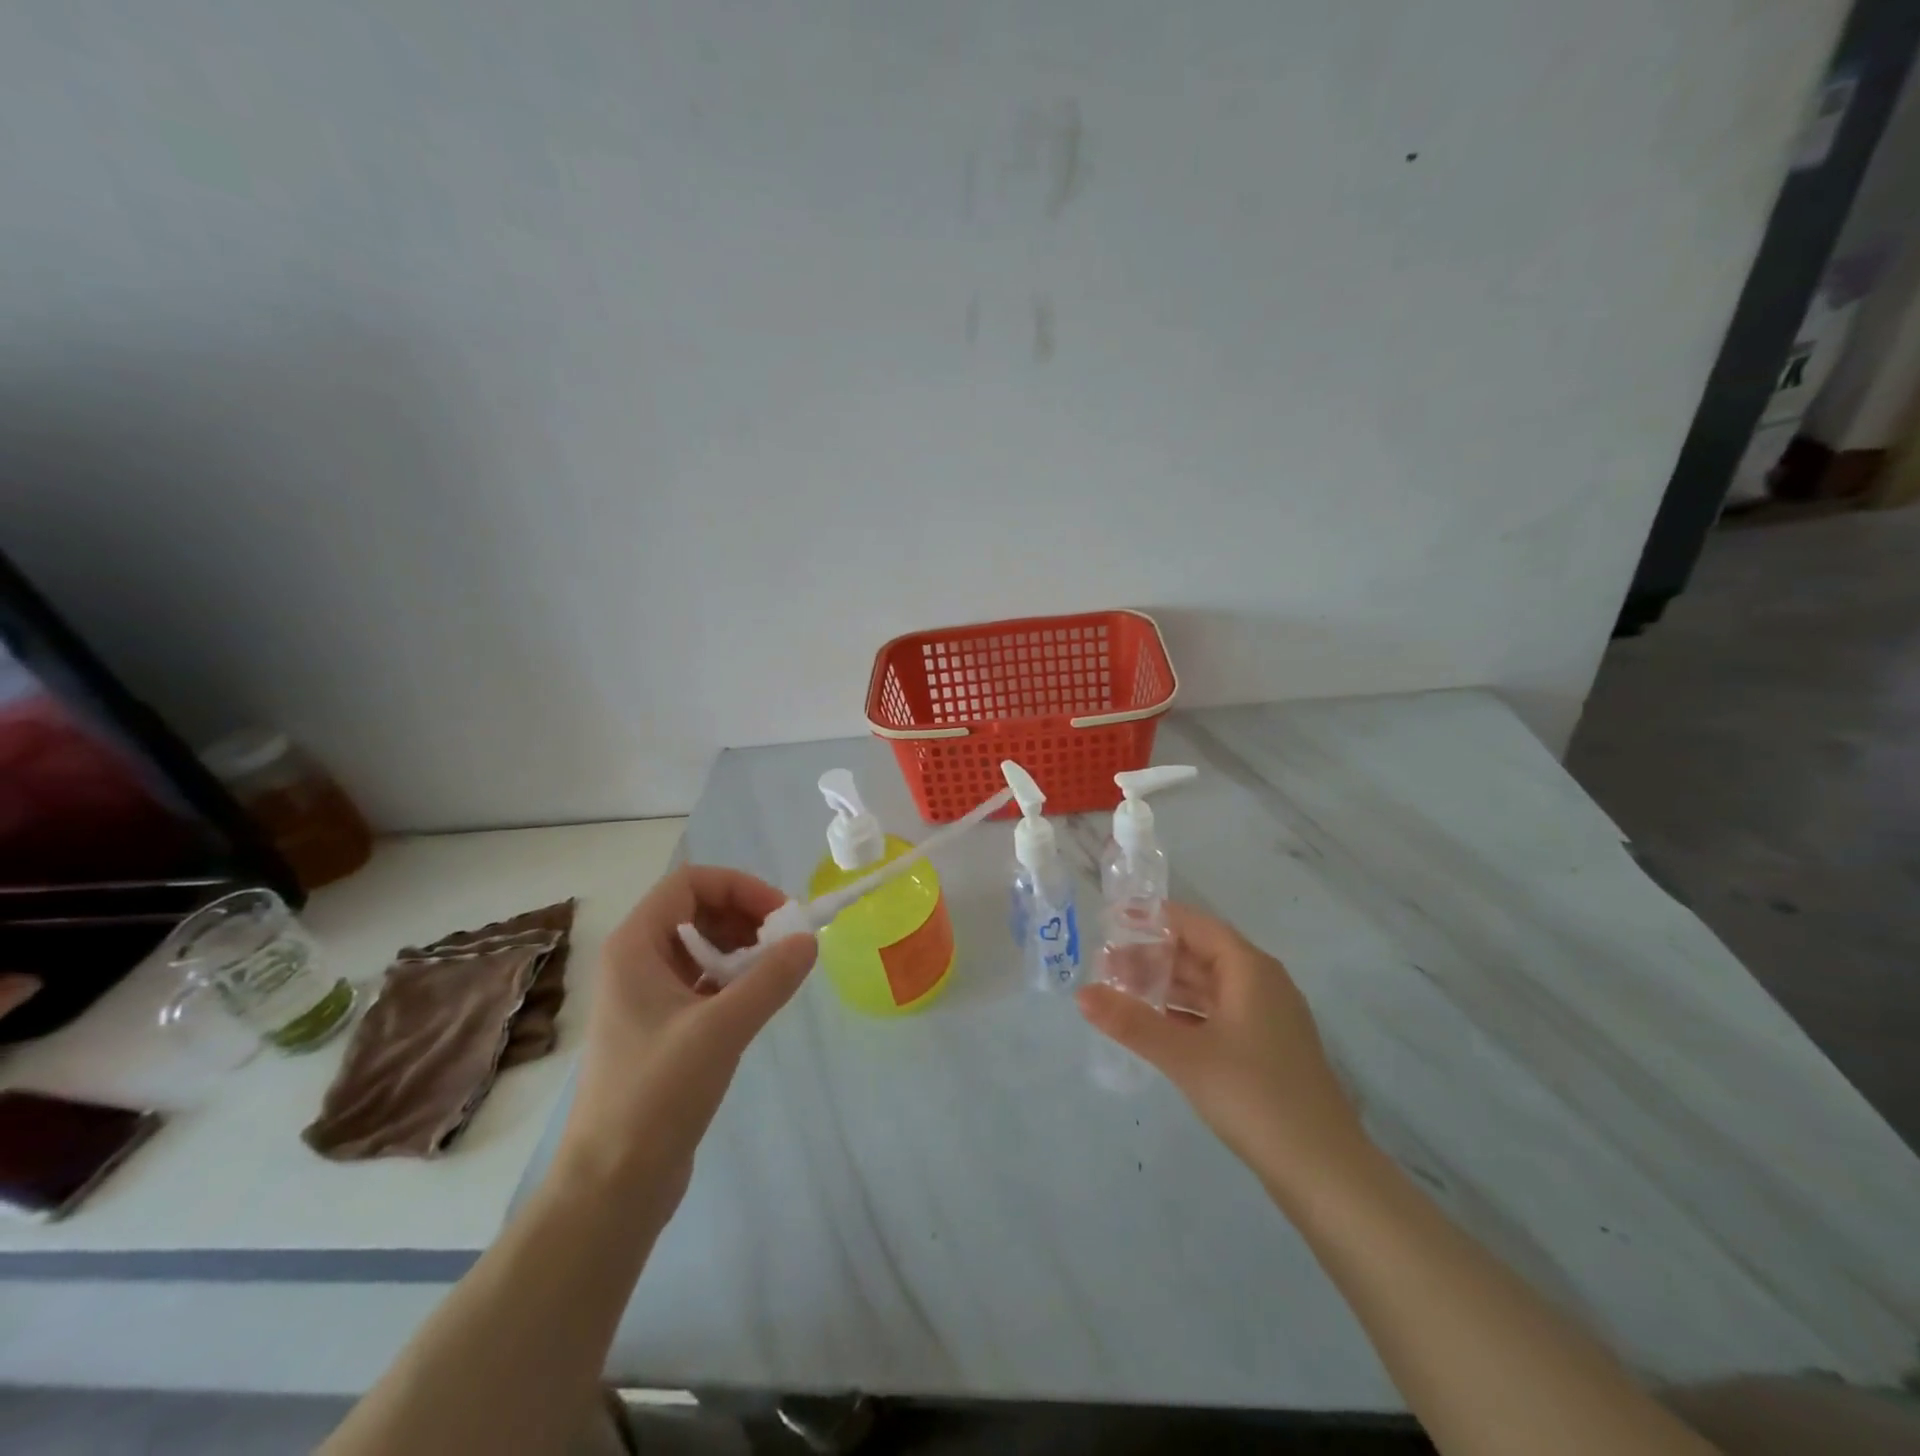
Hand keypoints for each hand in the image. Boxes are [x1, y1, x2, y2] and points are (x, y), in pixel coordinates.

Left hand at [554, 866, 815, 1205]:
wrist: (613, 1184)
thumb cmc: (656, 1095)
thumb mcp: (721, 1029)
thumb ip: (770, 979)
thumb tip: (809, 940)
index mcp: (635, 946)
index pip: (689, 882)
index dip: (739, 887)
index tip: (780, 916)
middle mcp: (636, 961)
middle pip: (696, 908)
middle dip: (744, 915)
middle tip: (784, 942)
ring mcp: (646, 995)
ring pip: (701, 945)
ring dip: (741, 947)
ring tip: (775, 970)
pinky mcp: (661, 1027)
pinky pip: (702, 980)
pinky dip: (733, 978)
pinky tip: (758, 999)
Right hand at [1077, 904, 1362, 1189]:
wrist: (1324, 1171)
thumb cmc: (1254, 1096)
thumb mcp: (1185, 1056)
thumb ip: (1131, 1022)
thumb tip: (1081, 994)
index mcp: (1250, 969)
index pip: (1196, 925)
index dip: (1155, 919)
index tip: (1114, 918)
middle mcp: (1262, 984)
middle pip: (1200, 954)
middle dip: (1153, 957)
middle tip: (1106, 965)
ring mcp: (1268, 1018)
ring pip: (1209, 987)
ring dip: (1167, 987)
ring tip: (1121, 993)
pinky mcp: (1267, 1050)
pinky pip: (1218, 1014)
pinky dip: (1186, 1013)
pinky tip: (1156, 1026)